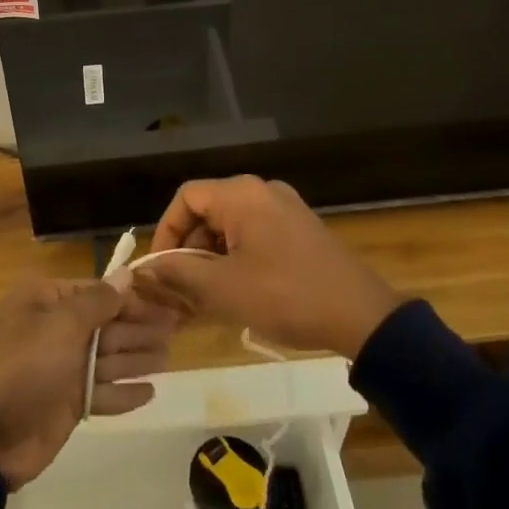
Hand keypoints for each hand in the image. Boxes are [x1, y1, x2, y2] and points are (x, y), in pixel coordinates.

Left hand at [0, 278, 174, 489]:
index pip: (98, 291)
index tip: (167, 299)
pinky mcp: (65, 405)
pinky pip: (102, 393)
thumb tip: (127, 274)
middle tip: (179, 326)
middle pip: (107, 324)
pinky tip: (150, 392)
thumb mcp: (61, 326)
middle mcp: (55, 329)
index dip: (133, 296)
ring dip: (138, 357)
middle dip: (141, 326)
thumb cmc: (22, 367)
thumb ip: (99, 302)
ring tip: (171, 356)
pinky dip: (124, 392)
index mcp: (46, 301)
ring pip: (108, 359)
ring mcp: (60, 369)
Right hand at [132, 176, 399, 358]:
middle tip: (180, 292)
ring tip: (205, 300)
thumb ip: (179, 274)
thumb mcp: (224, 289)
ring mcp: (286, 209)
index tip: (161, 269)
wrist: (363, 316)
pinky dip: (238, 259)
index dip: (166, 231)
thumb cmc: (286, 296)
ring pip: (232, 227)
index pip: (186, 198)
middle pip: (208, 211)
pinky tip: (236, 294)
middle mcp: (262, 191)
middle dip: (189, 251)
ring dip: (212, 259)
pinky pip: (256, 236)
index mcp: (241, 195)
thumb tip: (146, 269)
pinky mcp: (301, 230)